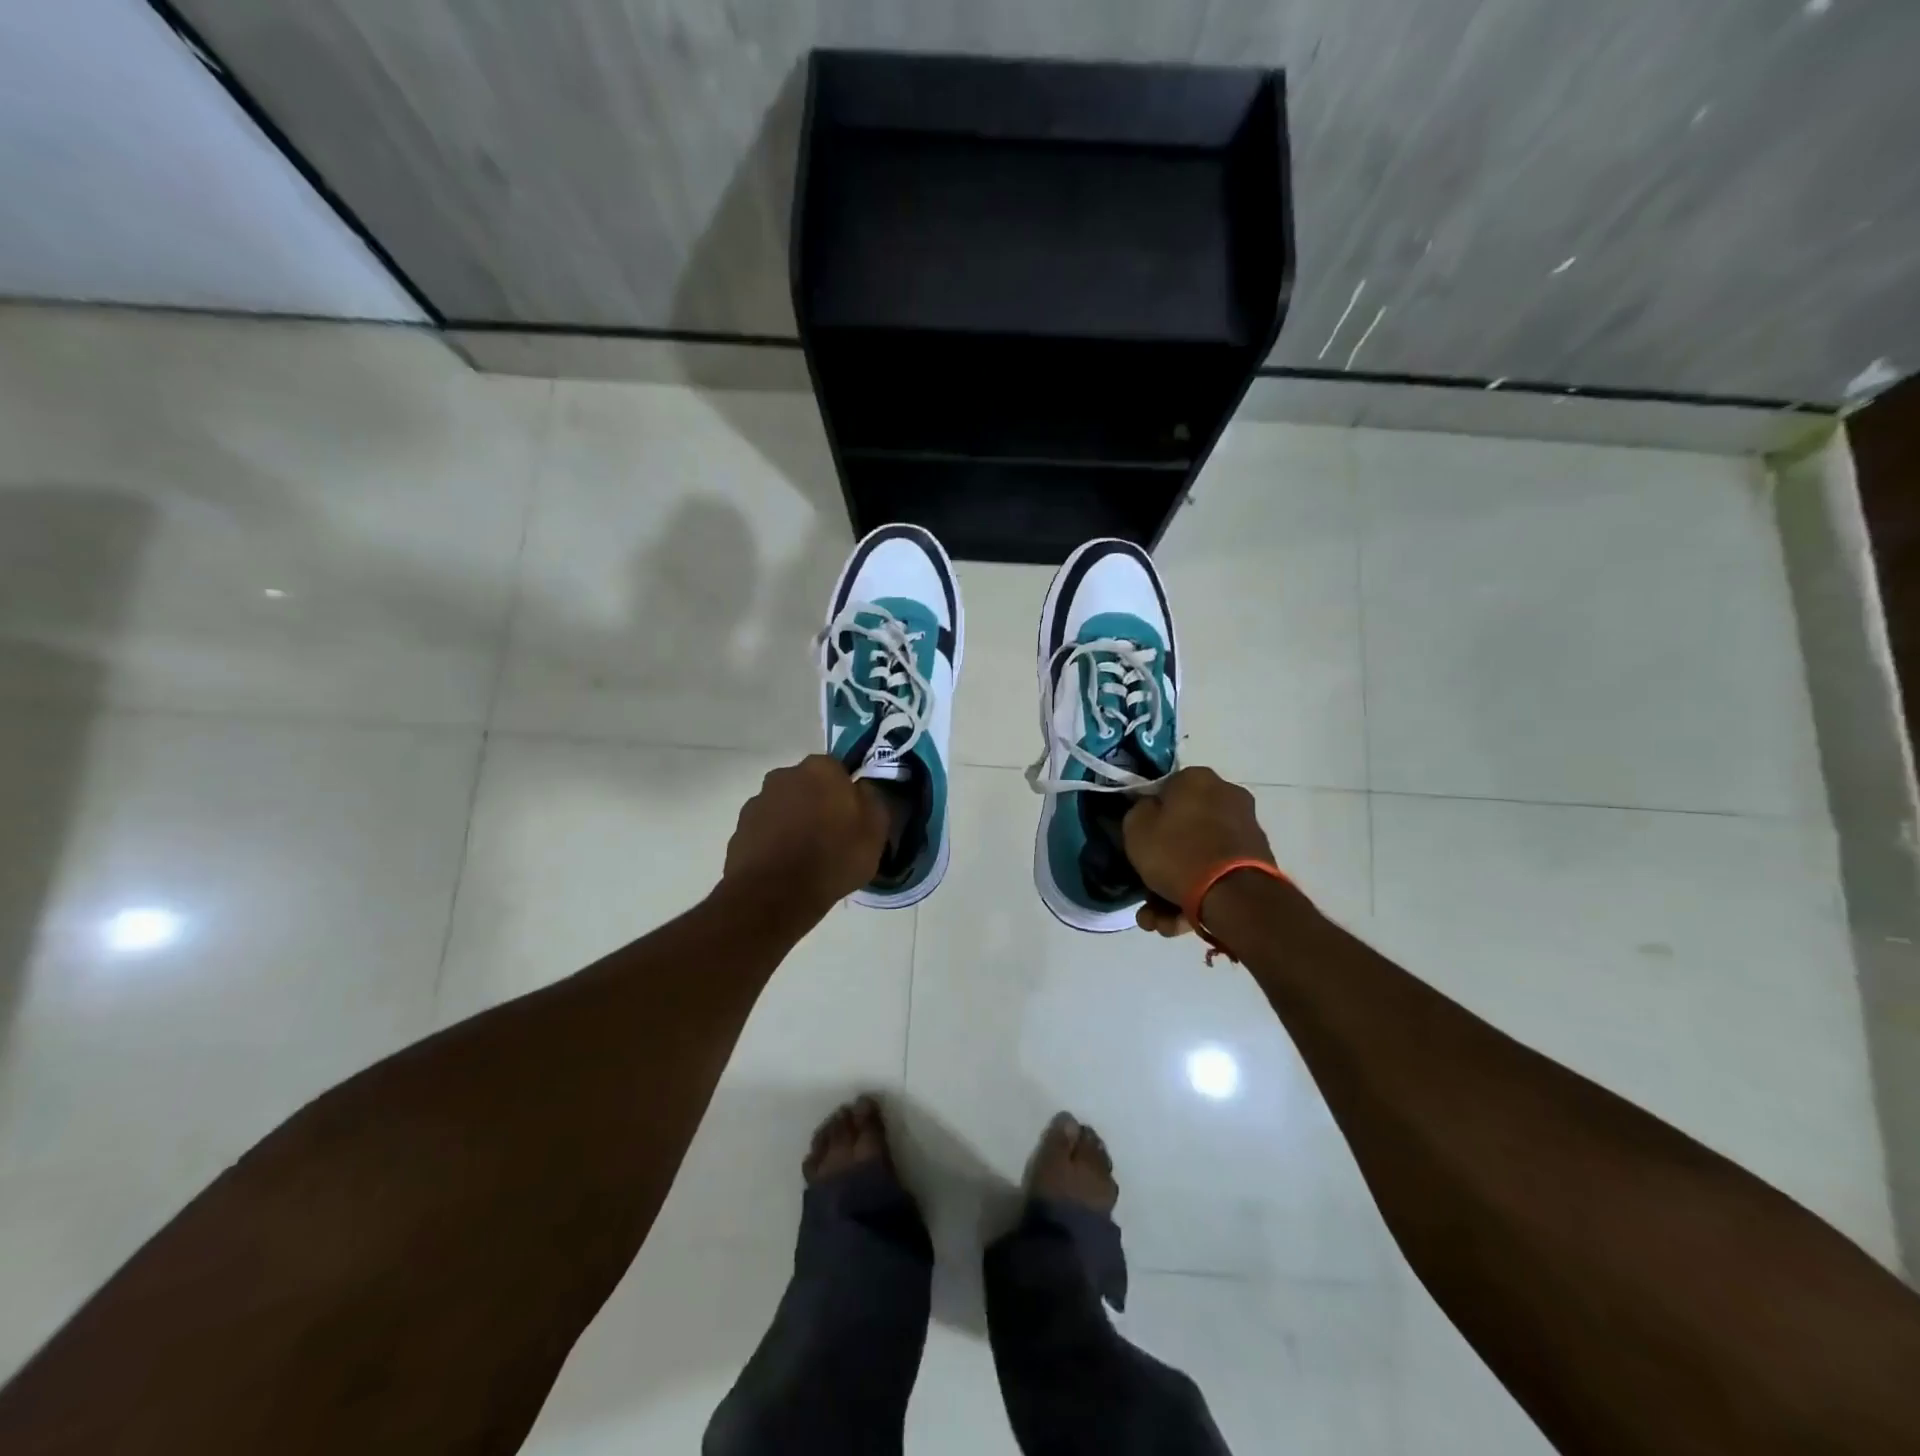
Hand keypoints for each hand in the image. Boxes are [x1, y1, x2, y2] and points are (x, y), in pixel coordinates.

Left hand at [721, 755, 888, 920]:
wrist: (775, 895)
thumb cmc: (833, 857)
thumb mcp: (876, 830)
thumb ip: (873, 800)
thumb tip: (863, 789)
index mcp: (820, 769)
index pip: (838, 770)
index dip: (846, 793)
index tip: (853, 817)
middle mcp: (784, 775)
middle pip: (807, 786)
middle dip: (817, 804)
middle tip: (831, 836)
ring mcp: (757, 802)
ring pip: (784, 807)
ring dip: (794, 823)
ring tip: (806, 857)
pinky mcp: (739, 830)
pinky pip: (765, 831)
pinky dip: (774, 842)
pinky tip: (785, 867)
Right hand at [1122, 767, 1274, 935]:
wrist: (1234, 896)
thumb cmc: (1178, 852)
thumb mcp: (1136, 828)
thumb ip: (1138, 812)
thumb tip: (1150, 809)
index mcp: (1198, 779)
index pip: (1164, 790)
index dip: (1147, 817)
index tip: (1138, 841)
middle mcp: (1227, 796)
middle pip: (1182, 829)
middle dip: (1160, 865)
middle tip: (1144, 891)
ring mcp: (1244, 831)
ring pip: (1197, 857)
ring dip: (1173, 890)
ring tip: (1157, 921)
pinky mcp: (1256, 863)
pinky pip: (1216, 873)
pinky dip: (1197, 895)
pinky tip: (1177, 924)